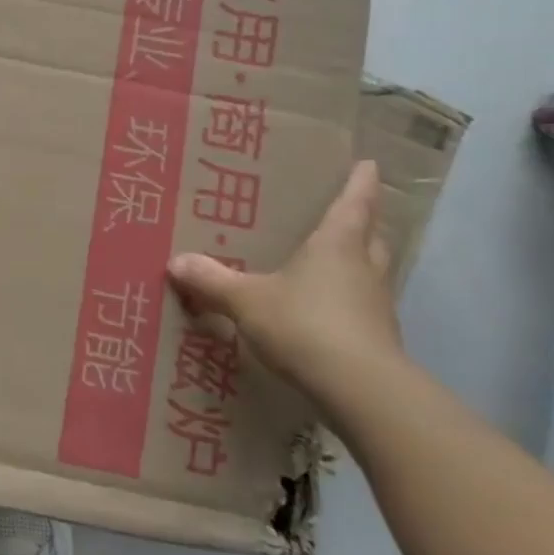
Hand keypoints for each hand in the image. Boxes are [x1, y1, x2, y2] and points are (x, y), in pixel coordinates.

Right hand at [166, 161, 401, 411]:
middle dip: (364, 223)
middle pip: (372, 237)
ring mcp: (376, 306)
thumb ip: (212, 280)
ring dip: (358, 264)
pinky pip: (363, 309)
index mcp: (337, 245)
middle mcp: (363, 269)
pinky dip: (349, 303)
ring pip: (371, 273)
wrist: (361, 390)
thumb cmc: (305, 324)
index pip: (355, 203)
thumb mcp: (247, 300)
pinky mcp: (378, 340)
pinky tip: (327, 313)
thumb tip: (175, 262)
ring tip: (333, 263)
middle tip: (348, 214)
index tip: (369, 164)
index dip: (361, 182)